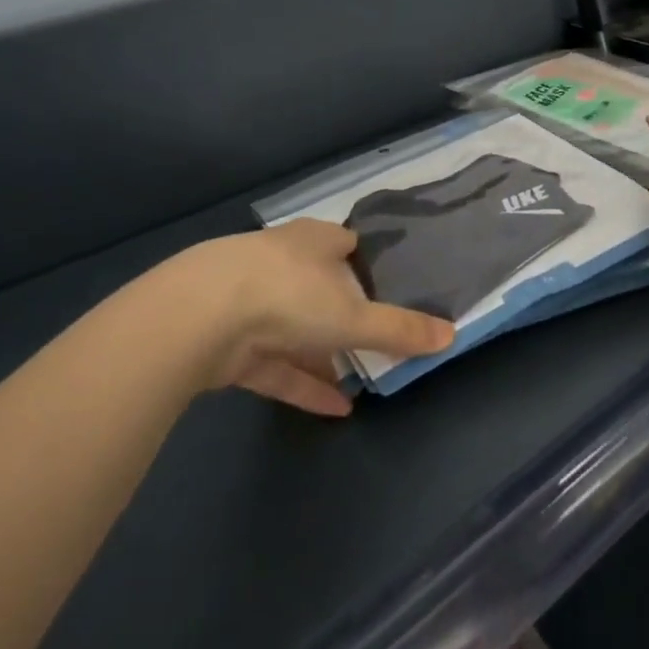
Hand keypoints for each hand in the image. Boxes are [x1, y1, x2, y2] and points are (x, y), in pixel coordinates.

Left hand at [165, 220, 454, 416]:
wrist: (198, 317)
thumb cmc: (289, 295)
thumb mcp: (354, 315)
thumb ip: (399, 329)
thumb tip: (451, 335)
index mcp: (314, 240)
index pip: (346, 243)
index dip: (367, 260)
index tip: (389, 283)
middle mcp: (282, 262)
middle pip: (320, 285)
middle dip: (344, 310)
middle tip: (375, 335)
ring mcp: (251, 301)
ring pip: (296, 327)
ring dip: (323, 354)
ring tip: (359, 379)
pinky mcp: (229, 342)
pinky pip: (275, 364)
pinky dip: (303, 383)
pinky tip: (334, 408)